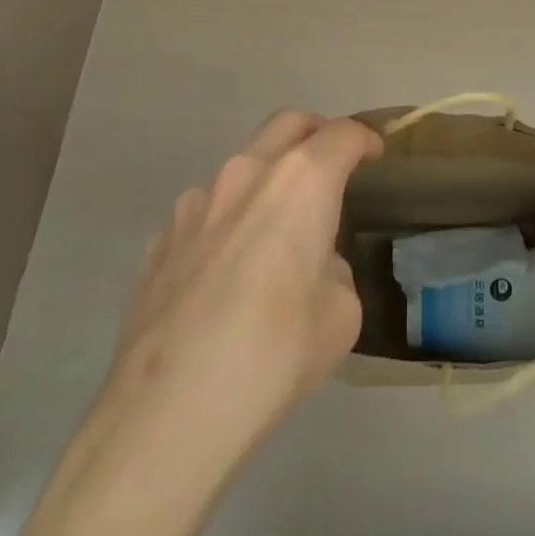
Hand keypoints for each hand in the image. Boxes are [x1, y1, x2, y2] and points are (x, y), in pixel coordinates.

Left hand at [95, 112, 382, 470]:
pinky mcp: (159, 239)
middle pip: (287, 124)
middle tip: (331, 161)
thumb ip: (332, 271)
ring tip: (275, 234)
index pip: (341, 136)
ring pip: (241, 168)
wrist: (169, 411)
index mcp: (300, 182)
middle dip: (316, 132)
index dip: (364, 139)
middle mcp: (245, 174)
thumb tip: (311, 267)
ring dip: (267, 182)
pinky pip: (206, 213)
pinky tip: (226, 274)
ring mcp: (194, 204)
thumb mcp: (340, 315)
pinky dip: (228, 222)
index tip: (374, 153)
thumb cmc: (275, 354)